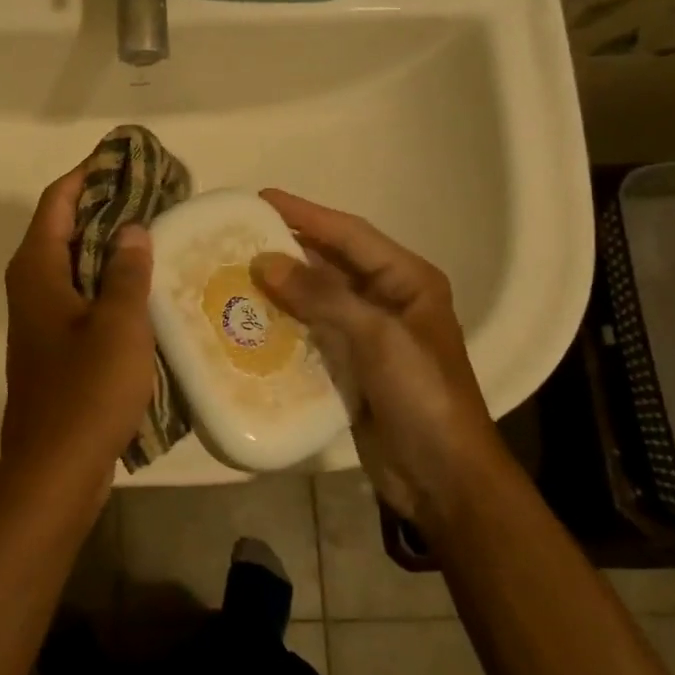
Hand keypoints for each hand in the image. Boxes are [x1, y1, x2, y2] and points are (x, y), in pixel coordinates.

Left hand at [0, 165, 156, 495]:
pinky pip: (84, 296)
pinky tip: (149, 287)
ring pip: (78, 264)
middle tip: (159, 193)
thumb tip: (134, 229)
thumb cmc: (86, 390)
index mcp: (37, 269)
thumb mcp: (118, 325)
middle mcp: (32, 285)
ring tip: (161, 231)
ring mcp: (43, 318)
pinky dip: (112, 282)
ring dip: (113, 245)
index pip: (59, 200)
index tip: (129, 157)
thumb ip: (127, 271)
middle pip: (67, 228)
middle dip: (108, 206)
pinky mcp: (57, 345)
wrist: (55, 469)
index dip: (91, 174)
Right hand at [251, 189, 507, 523]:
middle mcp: (387, 300)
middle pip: (330, 263)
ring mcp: (367, 335)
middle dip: (287, 249)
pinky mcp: (349, 367)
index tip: (260, 199)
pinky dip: (282, 325)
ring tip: (232, 274)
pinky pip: (309, 333)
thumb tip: (265, 261)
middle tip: (237, 237)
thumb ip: (322, 296)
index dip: (306, 214)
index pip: (350, 234)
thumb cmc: (422, 395)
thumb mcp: (378, 337)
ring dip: (279, 288)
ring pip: (316, 299)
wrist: (442, 476)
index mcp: (407, 281)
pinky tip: (248, 321)